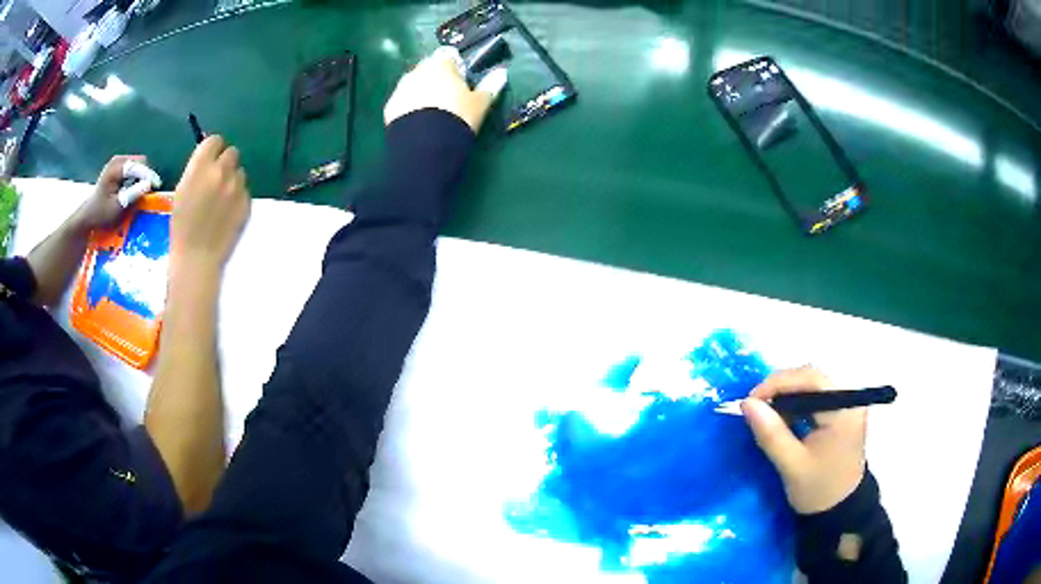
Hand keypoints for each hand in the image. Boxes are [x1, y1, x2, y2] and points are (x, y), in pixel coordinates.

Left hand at [71, 155, 145, 230]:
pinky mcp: (118, 166)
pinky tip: (131, 190)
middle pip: (139, 162)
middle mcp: (117, 160)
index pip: (138, 166)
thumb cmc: (101, 214)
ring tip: (137, 193)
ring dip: (140, 178)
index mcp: (115, 167)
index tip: (157, 186)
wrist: (88, 215)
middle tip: (145, 192)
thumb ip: (132, 194)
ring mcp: (117, 162)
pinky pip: (133, 169)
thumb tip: (148, 185)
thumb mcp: (116, 207)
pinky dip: (135, 178)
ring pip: (138, 165)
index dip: (149, 175)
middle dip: (144, 176)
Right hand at [171, 136, 249, 274]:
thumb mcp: (181, 190)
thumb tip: (209, 158)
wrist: (197, 256)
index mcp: (201, 166)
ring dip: (232, 179)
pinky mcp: (247, 201)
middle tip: (217, 178)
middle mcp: (222, 171)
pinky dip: (238, 196)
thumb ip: (197, 169)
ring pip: (240, 172)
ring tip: (221, 199)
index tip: (210, 159)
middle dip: (225, 162)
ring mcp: (237, 186)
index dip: (213, 149)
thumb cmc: (181, 225)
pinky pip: (245, 190)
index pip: (215, 140)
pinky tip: (228, 211)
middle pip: (232, 152)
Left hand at [384, 46, 506, 131]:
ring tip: (432, 113)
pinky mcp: (390, 107)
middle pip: (428, 69)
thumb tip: (502, 73)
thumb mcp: (480, 103)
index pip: (448, 56)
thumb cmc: (458, 116)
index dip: (455, 67)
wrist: (426, 144)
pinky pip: (402, 102)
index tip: (461, 82)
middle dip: (436, 78)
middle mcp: (417, 71)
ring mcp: (400, 88)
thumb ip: (490, 86)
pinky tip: (419, 122)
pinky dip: (409, 107)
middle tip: (448, 99)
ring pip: (413, 84)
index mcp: (440, 65)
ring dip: (421, 92)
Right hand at [742, 366, 866, 513]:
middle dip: (781, 387)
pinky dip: (797, 402)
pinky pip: (817, 395)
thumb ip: (771, 433)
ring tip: (767, 413)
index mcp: (844, 409)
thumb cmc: (818, 490)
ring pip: (813, 383)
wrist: (840, 510)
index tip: (751, 400)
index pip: (810, 378)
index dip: (778, 383)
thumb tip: (746, 403)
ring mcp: (848, 403)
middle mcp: (850, 398)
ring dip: (788, 394)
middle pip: (812, 377)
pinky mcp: (843, 410)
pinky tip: (784, 418)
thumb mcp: (791, 465)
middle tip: (756, 406)